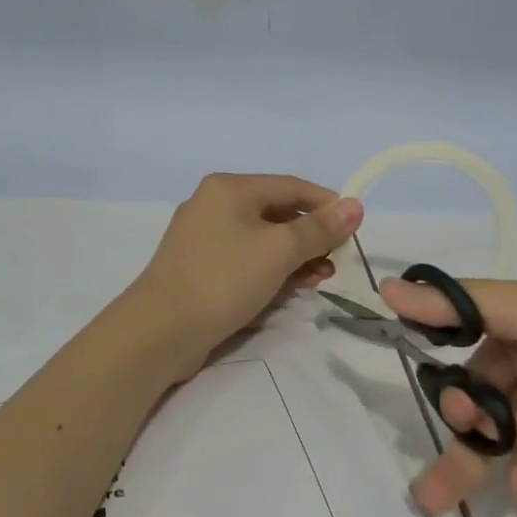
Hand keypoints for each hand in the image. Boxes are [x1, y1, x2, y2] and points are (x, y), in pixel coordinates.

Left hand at [127, 174, 363, 378]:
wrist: (160, 331)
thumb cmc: (223, 278)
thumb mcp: (279, 250)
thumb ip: (319, 229)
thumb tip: (355, 205)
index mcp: (229, 188)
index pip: (291, 186)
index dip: (327, 203)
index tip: (355, 227)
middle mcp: (214, 204)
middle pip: (277, 212)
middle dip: (312, 235)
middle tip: (338, 260)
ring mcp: (204, 238)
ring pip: (263, 239)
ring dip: (296, 256)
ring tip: (321, 278)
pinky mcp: (201, 268)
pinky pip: (247, 260)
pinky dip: (272, 270)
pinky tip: (293, 288)